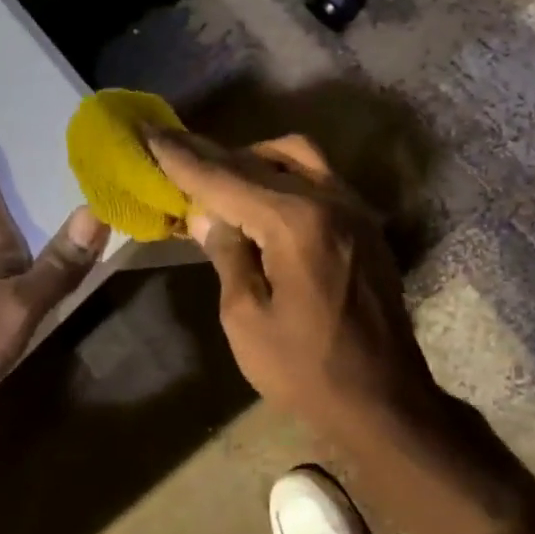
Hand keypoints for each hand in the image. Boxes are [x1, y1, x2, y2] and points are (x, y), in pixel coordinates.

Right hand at [146, 131, 438, 439]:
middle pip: (262, 160)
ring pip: (299, 159)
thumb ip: (227, 255)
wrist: (384, 400)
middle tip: (176, 147)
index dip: (183, 158)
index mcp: (296, 222)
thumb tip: (208, 215)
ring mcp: (355, 211)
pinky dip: (284, 178)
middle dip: (215, 155)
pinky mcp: (366, 228)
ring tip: (220, 178)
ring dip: (255, 160)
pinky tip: (263, 201)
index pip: (226, 179)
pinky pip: (319, 181)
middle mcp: (331, 200)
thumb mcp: (246, 318)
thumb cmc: (306, 369)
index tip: (151, 133)